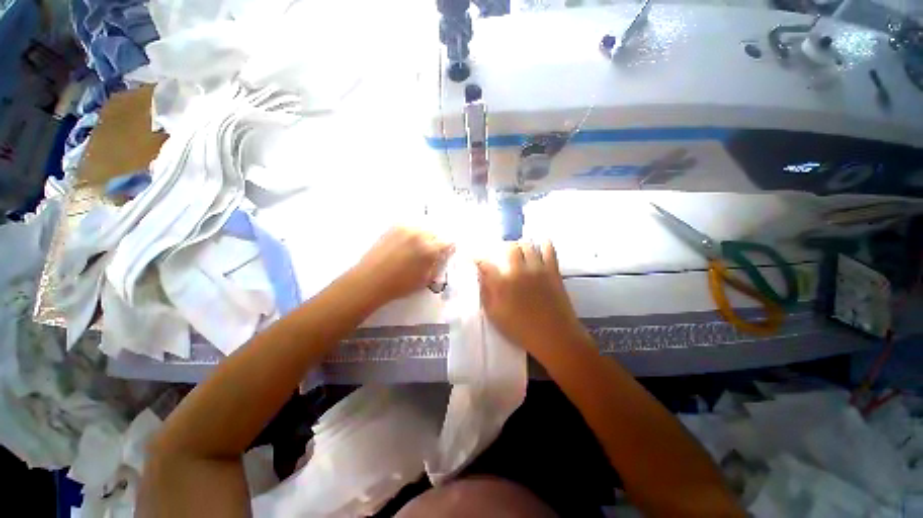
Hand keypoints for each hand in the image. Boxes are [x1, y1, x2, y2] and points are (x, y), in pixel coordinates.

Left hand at [351, 226, 453, 304]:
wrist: (370, 280)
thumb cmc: (400, 285)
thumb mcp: (425, 280)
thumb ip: (437, 266)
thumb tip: (443, 256)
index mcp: (429, 249)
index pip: (447, 242)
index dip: (448, 248)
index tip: (446, 252)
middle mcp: (419, 234)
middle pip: (435, 233)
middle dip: (435, 241)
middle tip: (430, 252)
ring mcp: (405, 229)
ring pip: (422, 228)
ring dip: (424, 236)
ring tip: (417, 247)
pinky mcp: (393, 227)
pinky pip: (409, 226)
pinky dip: (412, 232)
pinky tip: (406, 243)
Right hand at [477, 241, 584, 353]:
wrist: (554, 336)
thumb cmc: (521, 330)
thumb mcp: (495, 316)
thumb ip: (486, 294)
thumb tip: (480, 276)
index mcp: (502, 284)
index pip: (485, 263)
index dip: (478, 257)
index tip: (476, 256)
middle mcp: (518, 271)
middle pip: (509, 247)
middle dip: (503, 247)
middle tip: (503, 253)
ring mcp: (537, 269)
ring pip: (528, 245)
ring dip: (521, 245)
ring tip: (520, 250)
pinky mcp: (553, 271)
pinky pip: (549, 249)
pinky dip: (544, 244)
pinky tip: (540, 246)